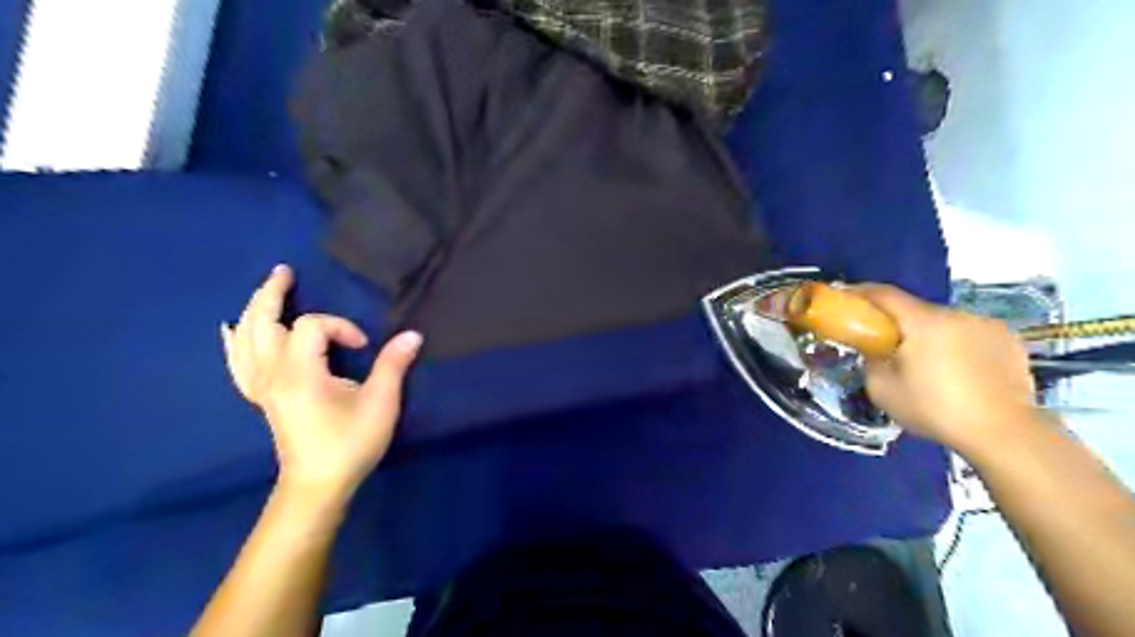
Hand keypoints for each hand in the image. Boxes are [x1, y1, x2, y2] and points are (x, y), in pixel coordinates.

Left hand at [218, 263, 423, 501]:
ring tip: (266, 290)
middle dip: (272, 294)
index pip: (312, 326)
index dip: (341, 326)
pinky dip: (234, 343)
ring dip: (255, 310)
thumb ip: (393, 365)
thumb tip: (413, 335)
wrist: (318, 485)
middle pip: (262, 322)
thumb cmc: (350, 443)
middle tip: (284, 272)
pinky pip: (238, 363)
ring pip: (246, 339)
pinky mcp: (261, 397)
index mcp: (300, 373)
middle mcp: (272, 374)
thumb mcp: (380, 404)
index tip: (364, 347)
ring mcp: (261, 386)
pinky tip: (229, 329)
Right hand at [861, 281, 1034, 451]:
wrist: (1005, 434)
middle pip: (916, 310)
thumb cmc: (935, 409)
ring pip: (946, 324)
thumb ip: (871, 362)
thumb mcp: (882, 390)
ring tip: (928, 365)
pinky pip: (971, 335)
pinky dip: (958, 345)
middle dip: (899, 323)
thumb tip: (875, 351)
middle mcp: (956, 314)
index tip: (847, 298)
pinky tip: (960, 372)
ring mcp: (987, 325)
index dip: (861, 292)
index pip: (885, 294)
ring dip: (931, 335)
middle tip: (887, 346)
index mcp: (923, 322)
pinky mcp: (1010, 341)